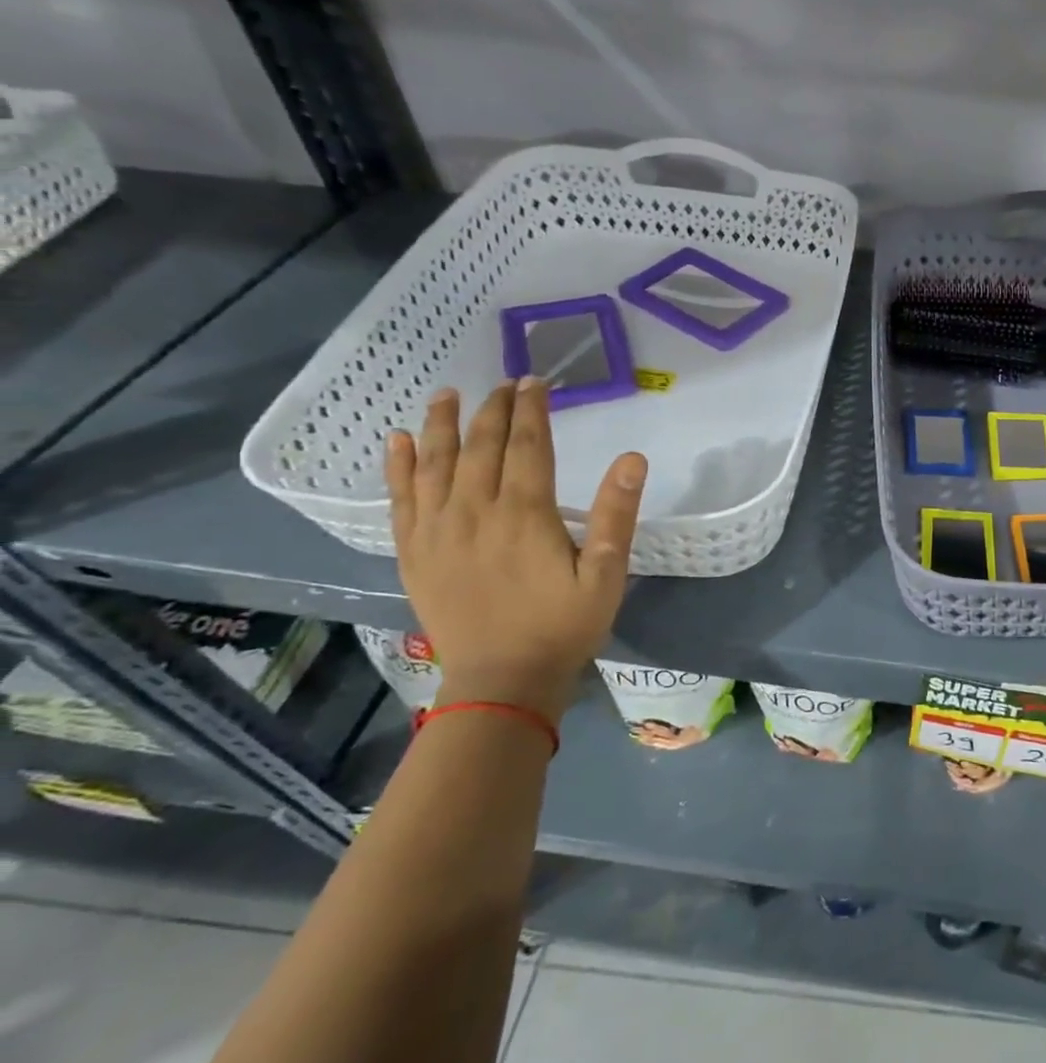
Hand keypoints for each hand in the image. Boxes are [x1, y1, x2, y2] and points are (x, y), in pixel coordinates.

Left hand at [386, 380, 646, 723]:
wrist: (502, 681)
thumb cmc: (563, 626)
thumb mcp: (606, 573)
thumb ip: (616, 514)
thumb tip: (632, 459)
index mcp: (524, 513)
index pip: (527, 444)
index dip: (531, 409)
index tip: (535, 381)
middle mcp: (474, 511)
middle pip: (480, 446)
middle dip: (493, 409)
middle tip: (504, 382)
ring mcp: (436, 530)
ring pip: (434, 463)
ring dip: (441, 424)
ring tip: (447, 394)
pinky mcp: (413, 552)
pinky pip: (399, 498)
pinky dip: (397, 466)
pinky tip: (397, 440)